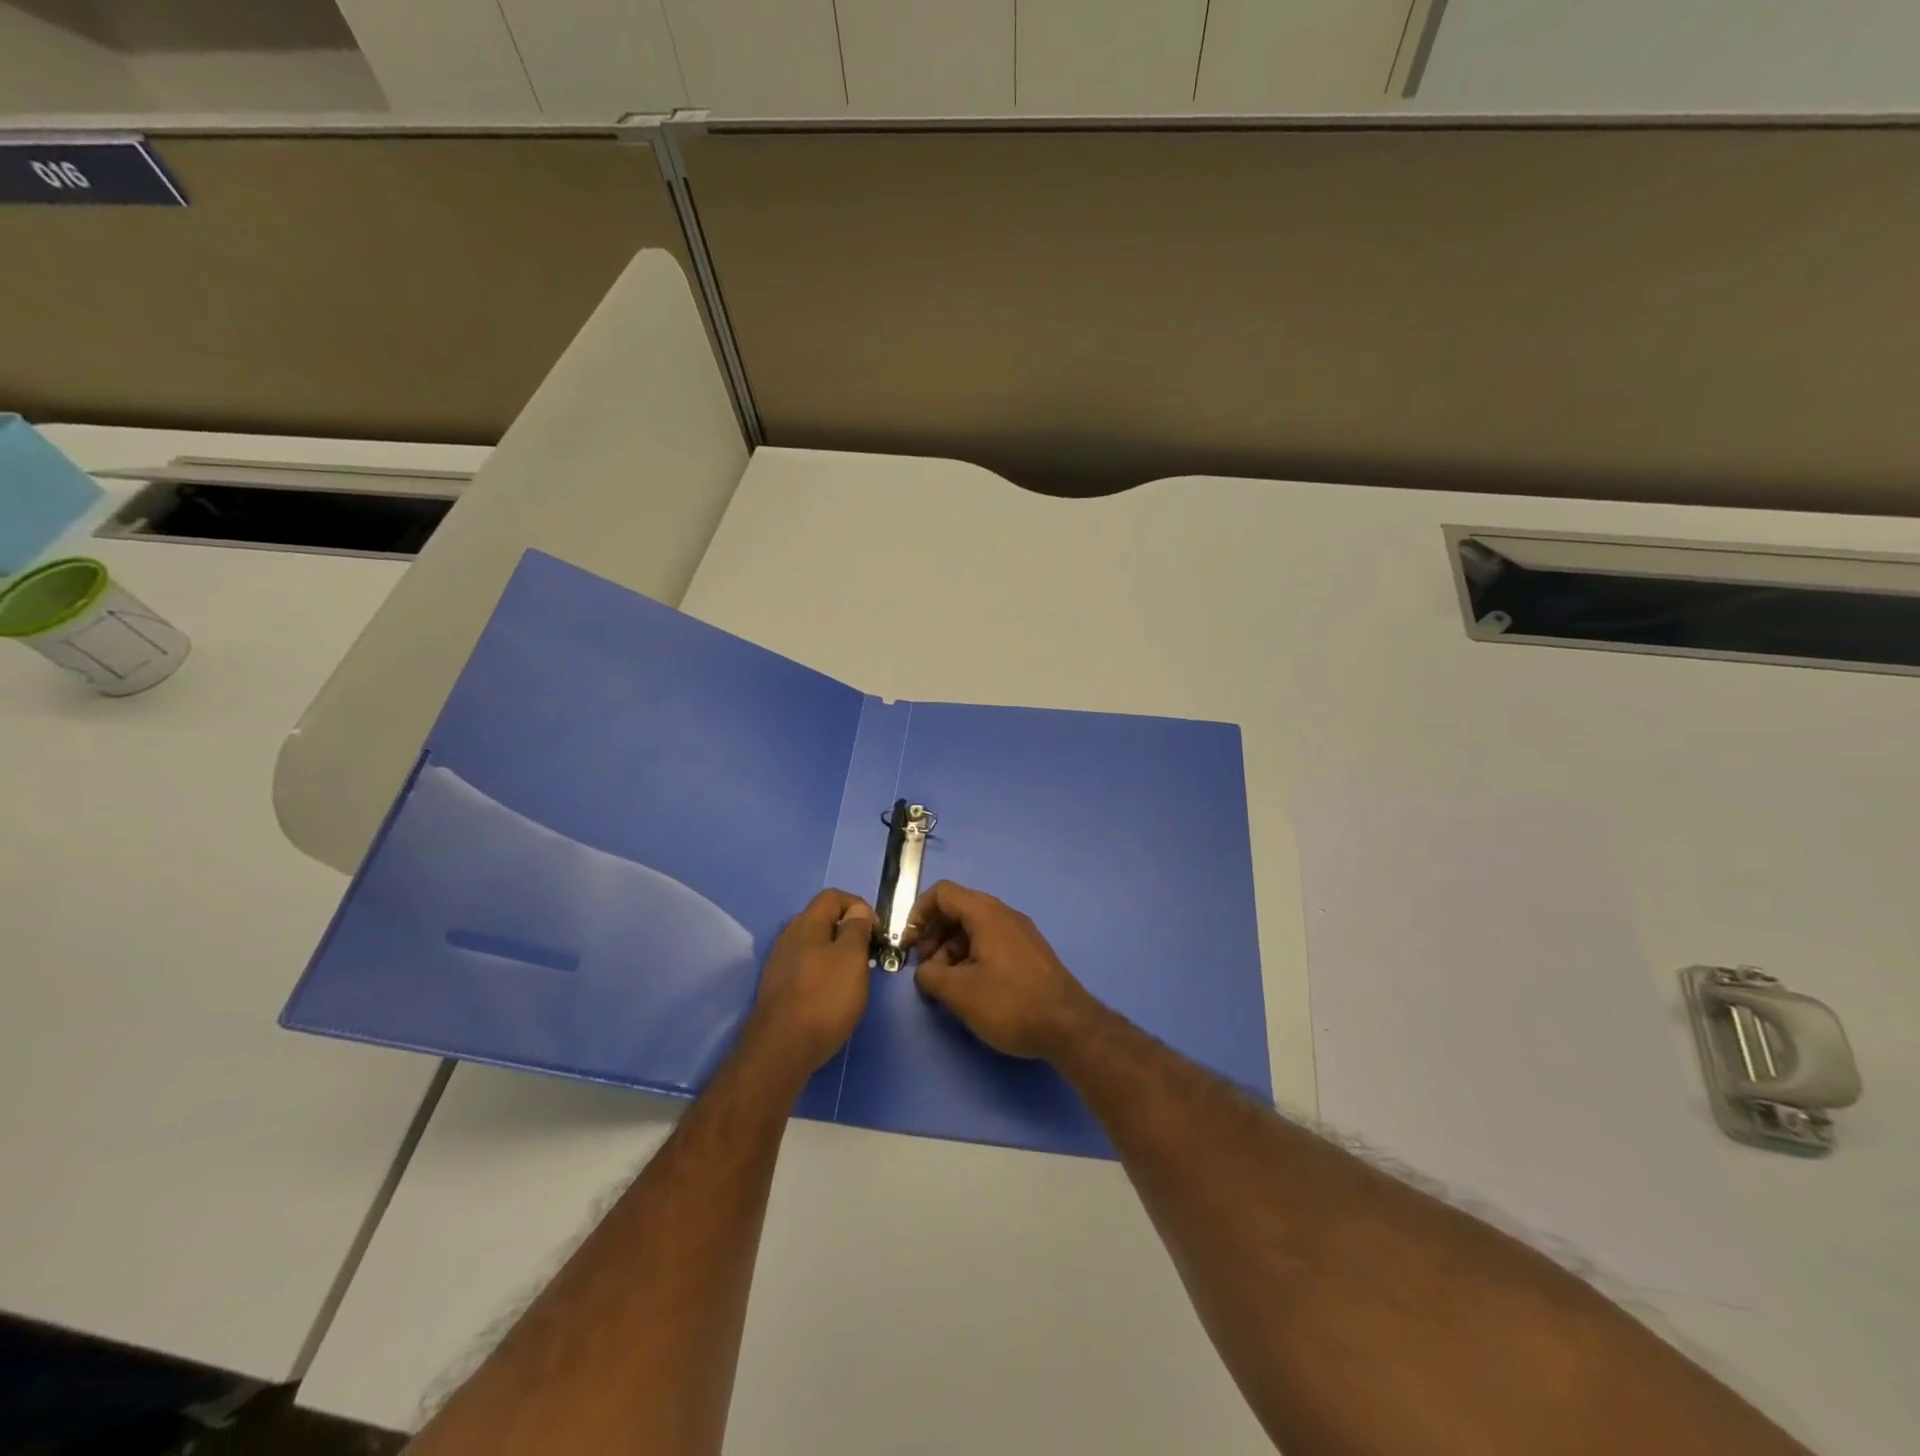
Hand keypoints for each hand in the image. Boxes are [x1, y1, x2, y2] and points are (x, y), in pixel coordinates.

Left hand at [747, 889, 874, 1073]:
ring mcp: (778, 964)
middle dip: (846, 930)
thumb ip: (856, 929)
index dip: (859, 906)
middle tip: (867, 953)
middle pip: (820, 920)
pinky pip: (803, 968)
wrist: (781, 1050)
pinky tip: (831, 994)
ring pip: (811, 946)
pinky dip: (821, 972)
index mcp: (807, 925)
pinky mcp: (776, 990)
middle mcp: (788, 938)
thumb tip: (857, 911)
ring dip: (834, 953)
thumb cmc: (824, 998)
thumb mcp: (852, 958)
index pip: (833, 897)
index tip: (877, 931)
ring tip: (852, 976)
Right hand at [908, 881, 1099, 1059]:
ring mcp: (1020, 933)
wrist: (1069, 1026)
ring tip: (946, 985)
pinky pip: (991, 942)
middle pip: (958, 909)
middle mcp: (1004, 915)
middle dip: (934, 935)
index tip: (909, 945)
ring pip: (974, 928)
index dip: (918, 914)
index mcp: (986, 914)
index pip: (942, 893)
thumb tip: (926, 971)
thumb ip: (931, 976)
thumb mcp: (960, 993)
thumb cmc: (1010, 1003)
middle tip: (927, 969)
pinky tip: (971, 988)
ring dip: (952, 949)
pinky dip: (972, 956)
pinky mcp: (1029, 952)